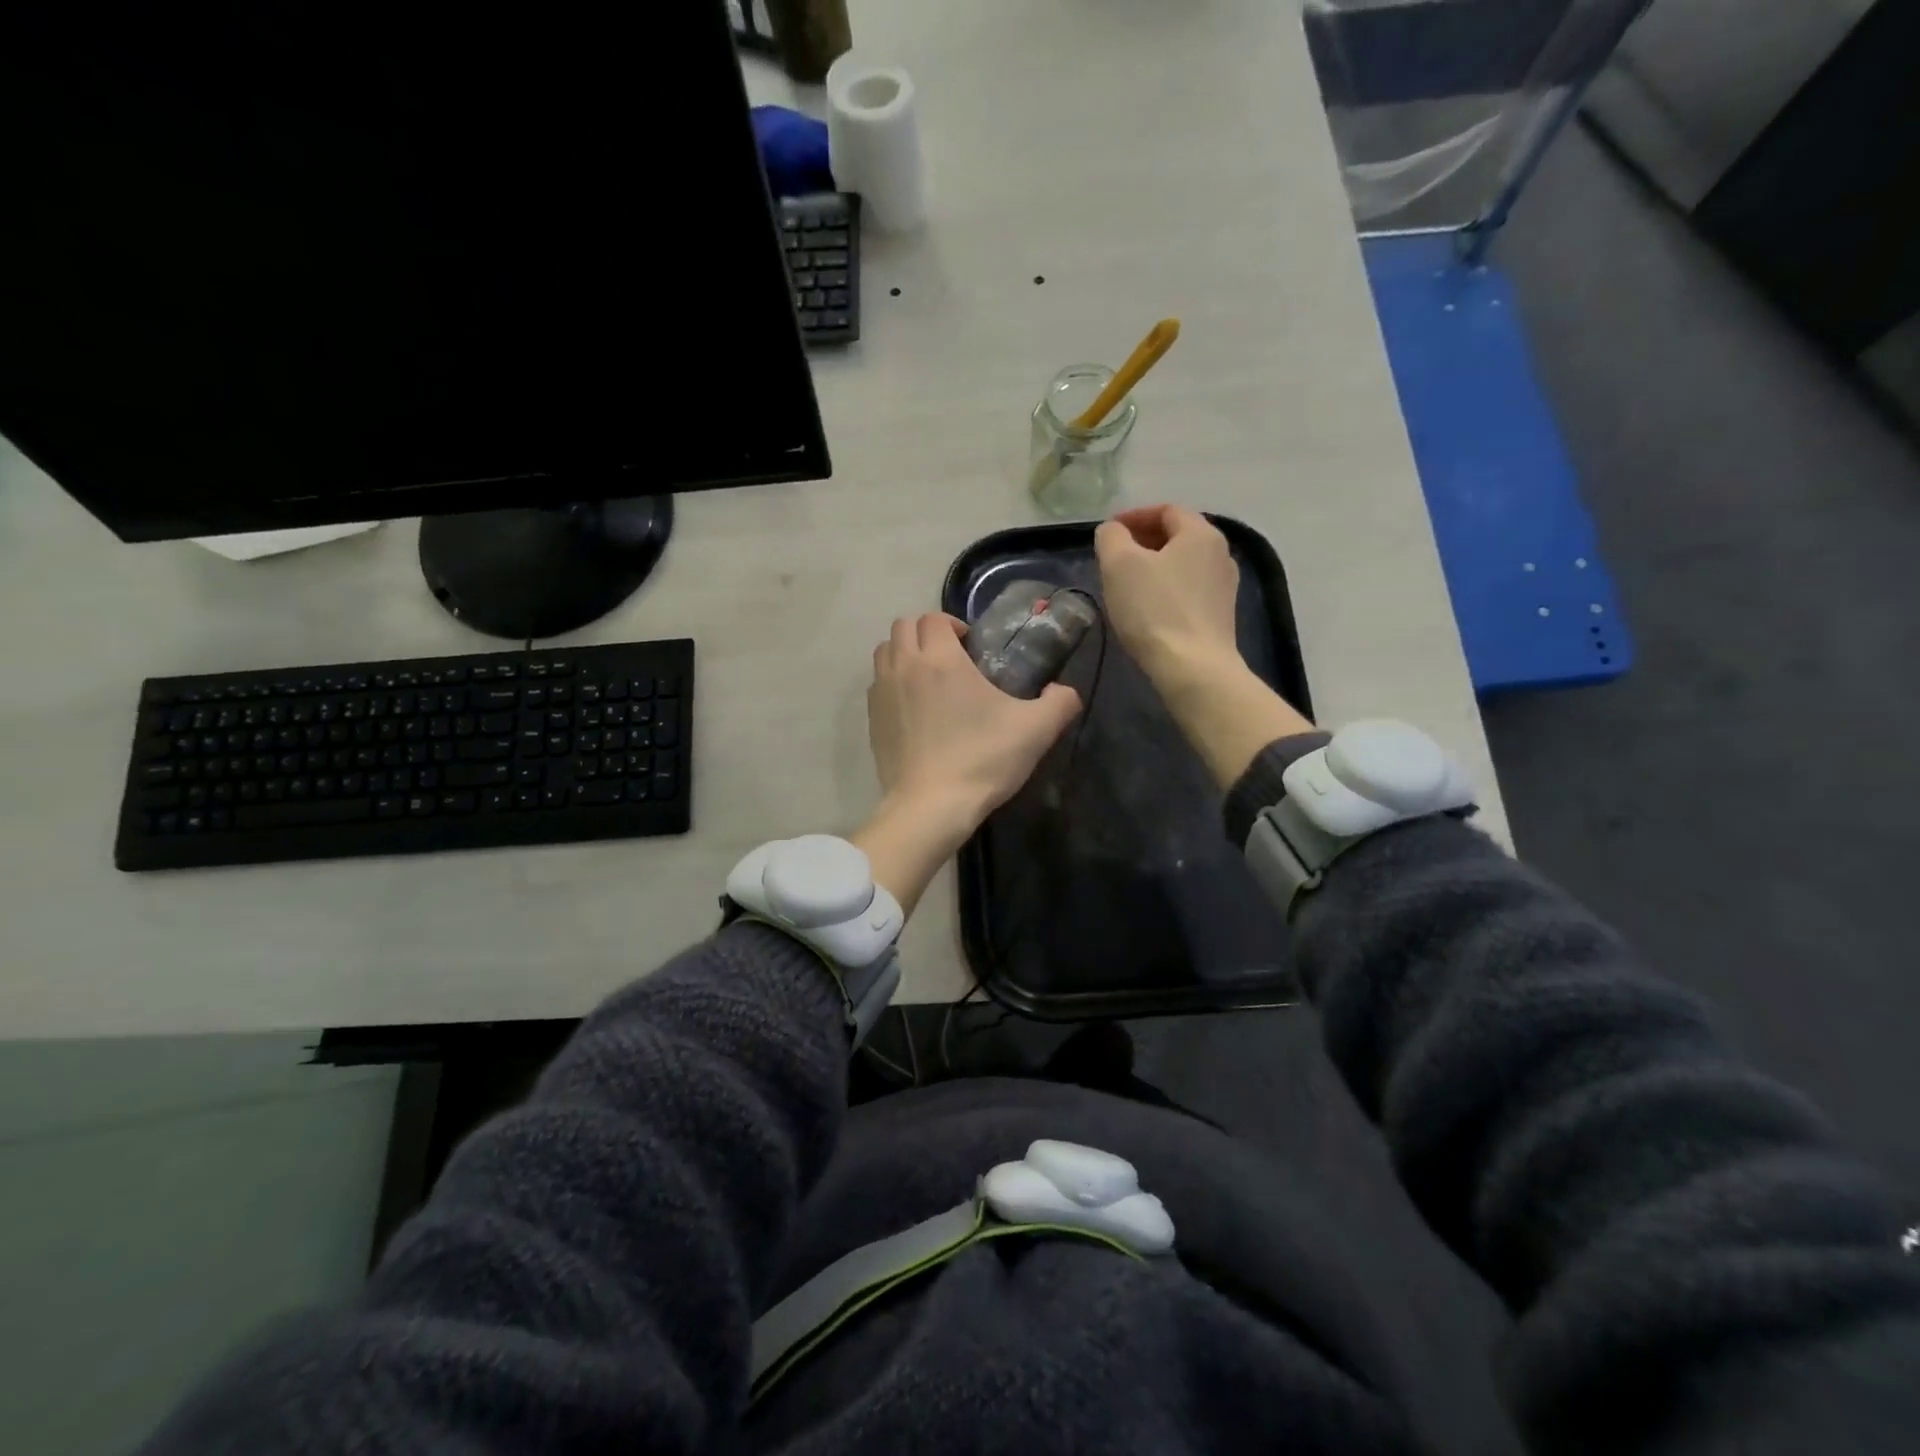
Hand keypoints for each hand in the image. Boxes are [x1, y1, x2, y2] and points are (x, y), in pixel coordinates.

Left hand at [867, 612, 1080, 830]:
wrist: (931, 806)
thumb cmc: (983, 760)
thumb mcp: (1036, 730)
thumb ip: (1060, 702)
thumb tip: (1064, 691)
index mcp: (941, 659)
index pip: (935, 618)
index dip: (953, 625)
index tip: (972, 646)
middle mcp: (905, 666)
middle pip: (904, 626)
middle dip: (926, 633)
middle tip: (951, 658)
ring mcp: (882, 693)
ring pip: (885, 651)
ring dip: (905, 653)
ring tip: (928, 677)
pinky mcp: (871, 720)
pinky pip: (877, 684)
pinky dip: (892, 682)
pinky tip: (913, 707)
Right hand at [1094, 504, 1241, 688]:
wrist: (1193, 668)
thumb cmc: (1154, 610)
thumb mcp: (1119, 565)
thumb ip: (1111, 537)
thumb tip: (1112, 531)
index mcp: (1200, 532)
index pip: (1165, 510)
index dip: (1133, 516)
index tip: (1107, 532)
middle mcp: (1221, 553)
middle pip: (1177, 536)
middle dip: (1143, 541)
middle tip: (1113, 558)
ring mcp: (1224, 586)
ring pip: (1183, 564)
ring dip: (1154, 566)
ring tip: (1127, 583)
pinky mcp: (1220, 615)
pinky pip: (1188, 589)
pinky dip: (1166, 588)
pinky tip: (1148, 608)